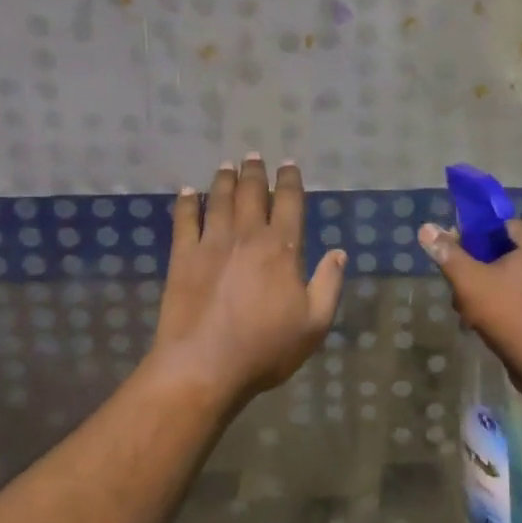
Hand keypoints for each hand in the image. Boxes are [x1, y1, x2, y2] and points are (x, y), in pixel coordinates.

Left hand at [151, 155, 346, 402]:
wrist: (203, 367)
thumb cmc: (265, 348)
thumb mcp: (314, 323)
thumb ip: (329, 284)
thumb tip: (338, 252)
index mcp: (282, 249)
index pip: (289, 202)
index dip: (290, 180)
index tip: (289, 164)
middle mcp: (248, 236)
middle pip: (252, 193)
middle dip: (255, 172)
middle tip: (254, 156)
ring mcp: (212, 244)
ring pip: (220, 200)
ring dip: (225, 180)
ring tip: (227, 165)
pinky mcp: (183, 257)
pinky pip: (184, 221)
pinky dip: (187, 203)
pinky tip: (188, 192)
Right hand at [418, 219, 521, 379]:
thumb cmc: (509, 312)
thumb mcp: (469, 280)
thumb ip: (448, 253)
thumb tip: (426, 228)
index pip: (500, 225)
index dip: (474, 235)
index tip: (455, 252)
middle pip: (505, 254)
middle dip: (478, 270)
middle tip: (458, 289)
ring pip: (513, 280)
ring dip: (488, 292)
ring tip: (468, 314)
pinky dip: (506, 307)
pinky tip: (487, 327)